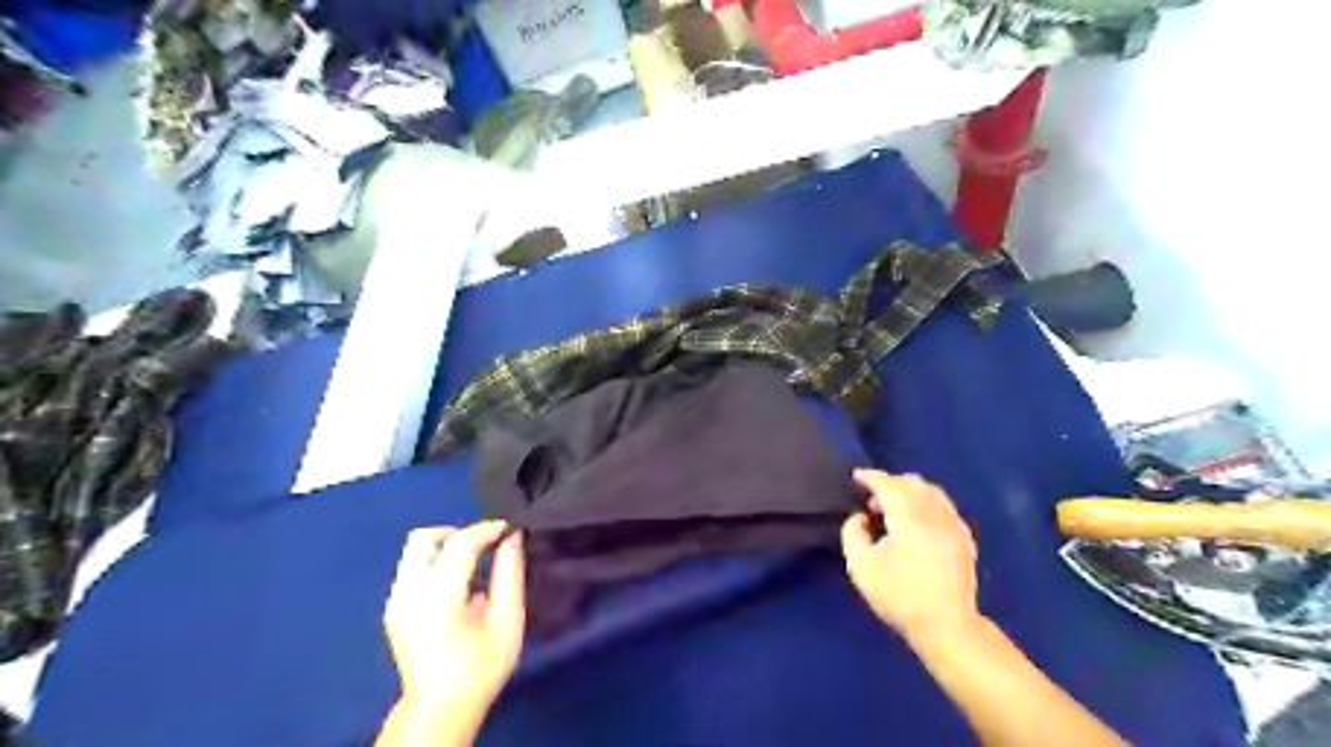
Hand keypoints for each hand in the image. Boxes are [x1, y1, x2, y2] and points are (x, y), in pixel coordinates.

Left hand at [378, 524, 525, 715]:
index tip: (509, 528)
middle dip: (458, 532)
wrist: (440, 708)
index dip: (486, 529)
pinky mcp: (393, 607)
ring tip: (474, 563)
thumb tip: (513, 537)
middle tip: (485, 545)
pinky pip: (413, 566)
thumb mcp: (508, 621)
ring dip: (446, 546)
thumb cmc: (480, 667)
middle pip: (424, 537)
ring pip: (415, 550)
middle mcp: (409, 592)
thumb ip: (510, 574)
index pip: (459, 543)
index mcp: (438, 597)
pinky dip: (436, 561)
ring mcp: (395, 600)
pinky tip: (458, 583)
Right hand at [835, 469, 979, 645]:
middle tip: (873, 498)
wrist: (947, 625)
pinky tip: (918, 524)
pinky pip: (944, 508)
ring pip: (932, 493)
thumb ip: (852, 532)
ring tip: (894, 511)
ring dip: (910, 493)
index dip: (870, 477)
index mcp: (909, 515)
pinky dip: (927, 506)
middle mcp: (934, 512)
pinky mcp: (965, 540)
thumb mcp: (860, 565)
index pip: (888, 484)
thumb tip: (860, 517)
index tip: (856, 476)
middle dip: (891, 483)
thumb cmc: (899, 594)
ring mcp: (954, 525)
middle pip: (913, 483)